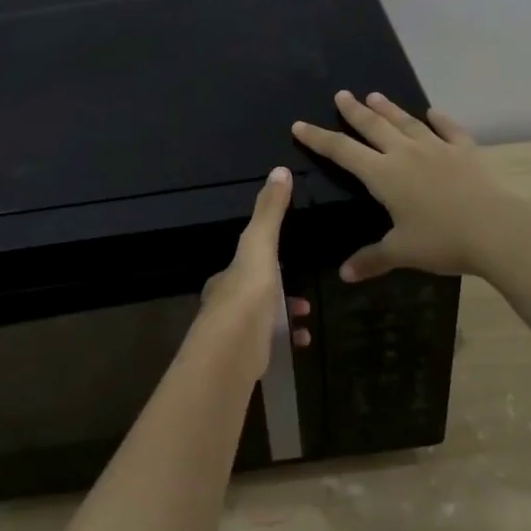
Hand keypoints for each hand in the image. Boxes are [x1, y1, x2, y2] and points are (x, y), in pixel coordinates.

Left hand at [193, 166, 311, 383]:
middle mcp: (224, 305)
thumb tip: (280, 170)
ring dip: (284, 315)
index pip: (243, 264)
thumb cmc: (246, 295)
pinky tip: (301, 341)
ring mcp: (233, 335)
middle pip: (254, 293)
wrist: (231, 353)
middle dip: (279, 292)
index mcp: (226, 279)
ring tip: (306, 314)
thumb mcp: (259, 246)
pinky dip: (287, 340)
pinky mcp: (244, 359)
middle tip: (303, 295)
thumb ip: (269, 213)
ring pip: (261, 320)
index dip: (264, 260)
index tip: (287, 260)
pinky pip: (269, 345)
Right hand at [292, 91, 511, 281]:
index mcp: (383, 175)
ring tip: (375, 95)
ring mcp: (438, 149)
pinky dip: (440, 120)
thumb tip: (344, 274)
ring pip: (407, 123)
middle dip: (354, 111)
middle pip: (373, 126)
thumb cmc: (442, 241)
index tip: (300, 125)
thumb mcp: (401, 253)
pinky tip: (434, 112)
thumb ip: (371, 259)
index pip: (342, 151)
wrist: (497, 230)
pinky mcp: (466, 152)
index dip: (319, 138)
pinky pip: (449, 130)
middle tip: (342, 94)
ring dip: (389, 109)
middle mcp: (406, 154)